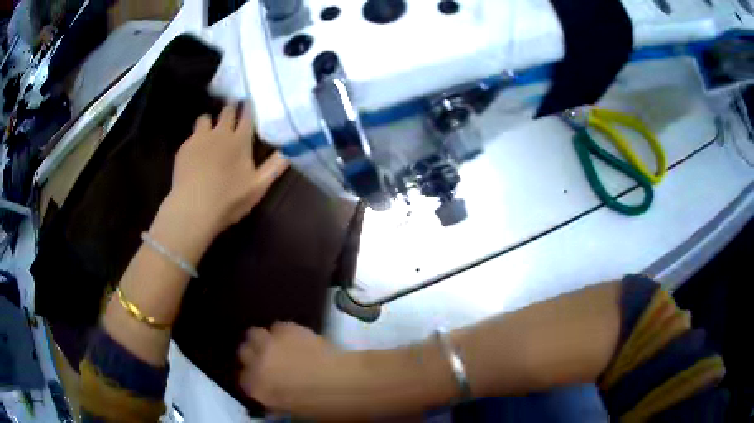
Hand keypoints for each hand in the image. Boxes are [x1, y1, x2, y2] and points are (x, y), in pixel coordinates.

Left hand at [169, 103, 288, 234]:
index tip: (249, 103)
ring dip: (210, 122)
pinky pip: (192, 135)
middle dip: (230, 109)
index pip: (247, 115)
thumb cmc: (229, 199)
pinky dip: (196, 139)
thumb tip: (290, 150)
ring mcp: (200, 138)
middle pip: (226, 111)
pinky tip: (195, 152)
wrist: (194, 208)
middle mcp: (220, 132)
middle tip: (232, 113)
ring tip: (209, 132)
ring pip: (205, 118)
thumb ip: (275, 167)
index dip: (249, 107)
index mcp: (240, 140)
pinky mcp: (184, 148)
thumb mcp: (258, 187)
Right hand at [238, 322, 360, 416]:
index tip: (261, 376)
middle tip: (268, 359)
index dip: (252, 376)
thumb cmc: (320, 406)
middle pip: (243, 351)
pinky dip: (283, 331)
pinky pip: (277, 326)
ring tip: (277, 344)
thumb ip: (274, 402)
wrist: (343, 384)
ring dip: (263, 339)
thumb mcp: (291, 411)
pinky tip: (296, 337)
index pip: (242, 378)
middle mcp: (255, 364)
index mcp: (255, 389)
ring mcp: (269, 344)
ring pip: (254, 334)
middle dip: (253, 354)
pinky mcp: (286, 329)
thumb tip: (271, 401)